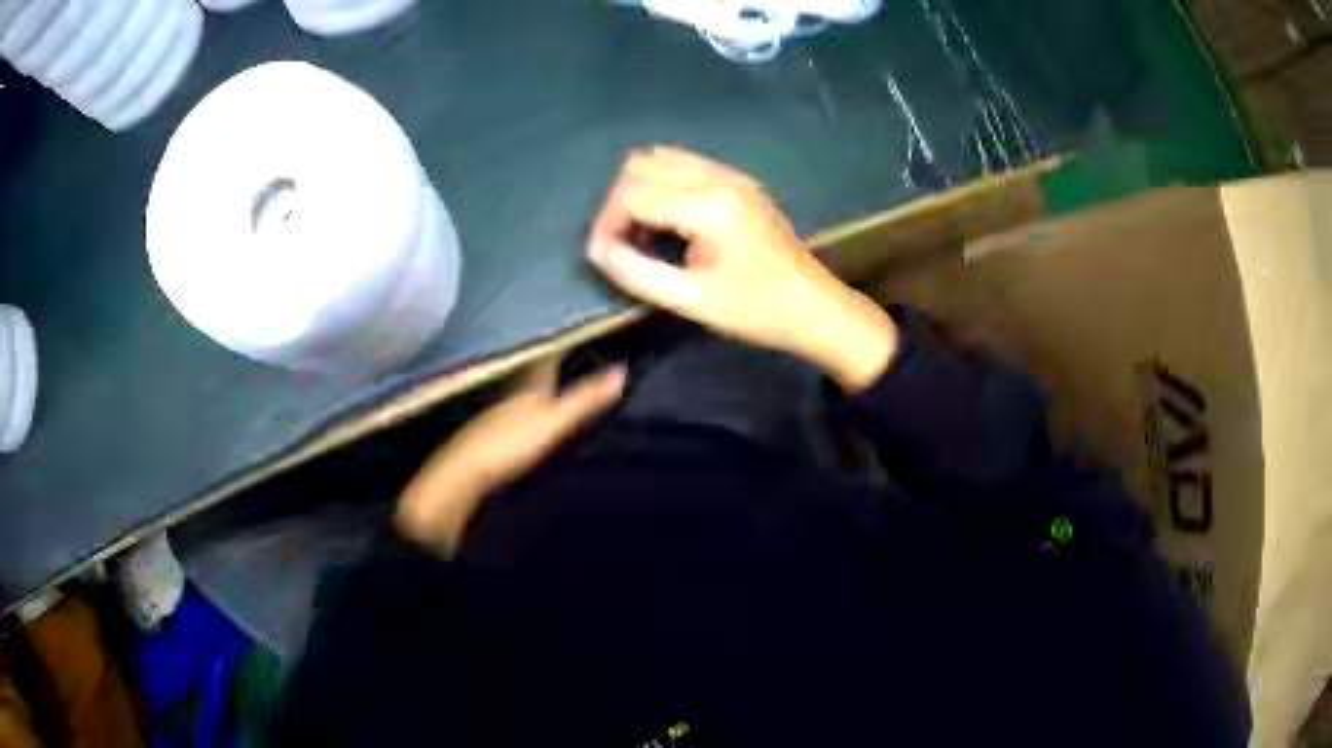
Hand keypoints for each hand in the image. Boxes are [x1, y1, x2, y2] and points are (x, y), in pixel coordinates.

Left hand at [394, 357, 626, 555]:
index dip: (563, 348)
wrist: (462, 475)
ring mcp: (494, 418)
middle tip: (574, 366)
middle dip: (551, 371)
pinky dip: (523, 419)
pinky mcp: (486, 441)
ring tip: (557, 396)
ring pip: (520, 399)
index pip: (547, 358)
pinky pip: (510, 421)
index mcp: (527, 385)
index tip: (581, 339)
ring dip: (536, 396)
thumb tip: (621, 371)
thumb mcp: (555, 422)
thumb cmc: (510, 444)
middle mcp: (509, 395)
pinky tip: (528, 431)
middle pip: (533, 376)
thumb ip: (585, 399)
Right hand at [587, 146, 896, 392]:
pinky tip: (666, 219)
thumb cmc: (756, 311)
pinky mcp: (738, 180)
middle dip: (619, 201)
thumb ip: (637, 273)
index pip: (634, 193)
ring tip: (640, 230)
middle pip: (642, 164)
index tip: (602, 254)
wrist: (814, 306)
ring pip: (661, 157)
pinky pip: (684, 164)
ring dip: (639, 189)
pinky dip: (661, 184)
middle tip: (621, 242)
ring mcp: (732, 174)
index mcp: (710, 205)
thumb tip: (597, 249)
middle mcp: (719, 177)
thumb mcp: (692, 301)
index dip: (607, 222)